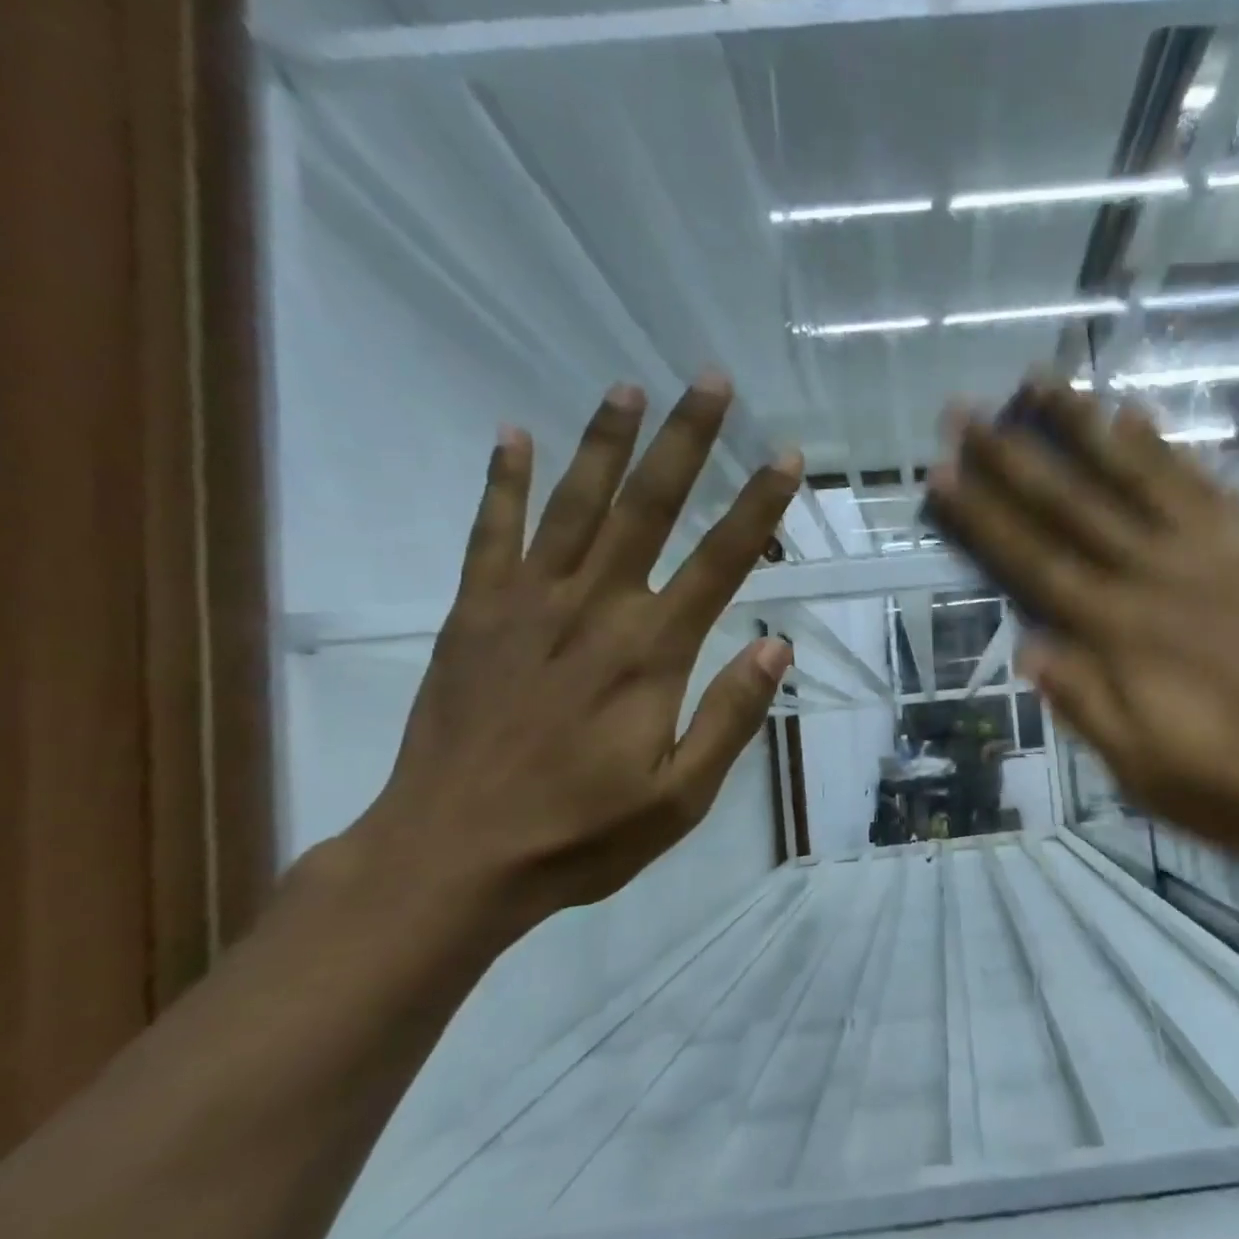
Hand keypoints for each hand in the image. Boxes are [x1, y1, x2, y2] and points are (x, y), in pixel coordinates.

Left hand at [357, 375, 799, 935]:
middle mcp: (595, 609)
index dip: (758, 507)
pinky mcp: (474, 615)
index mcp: (651, 653)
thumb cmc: (581, 833)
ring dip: (605, 443)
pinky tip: (513, 435)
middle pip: (649, 508)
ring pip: (574, 505)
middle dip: (686, 442)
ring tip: (628, 387)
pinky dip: (502, 481)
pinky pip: (491, 533)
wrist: (451, 857)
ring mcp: (527, 605)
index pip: (720, 562)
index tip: (785, 458)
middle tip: (710, 381)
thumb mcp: (681, 796)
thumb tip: (776, 647)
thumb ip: (730, 716)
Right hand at [925, 379, 1238, 863]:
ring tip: (1040, 379)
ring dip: (1082, 425)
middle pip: (1072, 506)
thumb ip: (1087, 703)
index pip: (1034, 565)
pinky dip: (1163, 447)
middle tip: (965, 410)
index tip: (942, 473)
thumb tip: (1029, 646)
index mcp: (1122, 634)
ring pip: (1135, 475)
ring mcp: (1214, 553)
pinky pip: (1203, 484)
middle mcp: (1157, 577)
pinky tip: (1134, 414)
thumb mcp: (1147, 771)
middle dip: (1012, 457)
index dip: (983, 519)